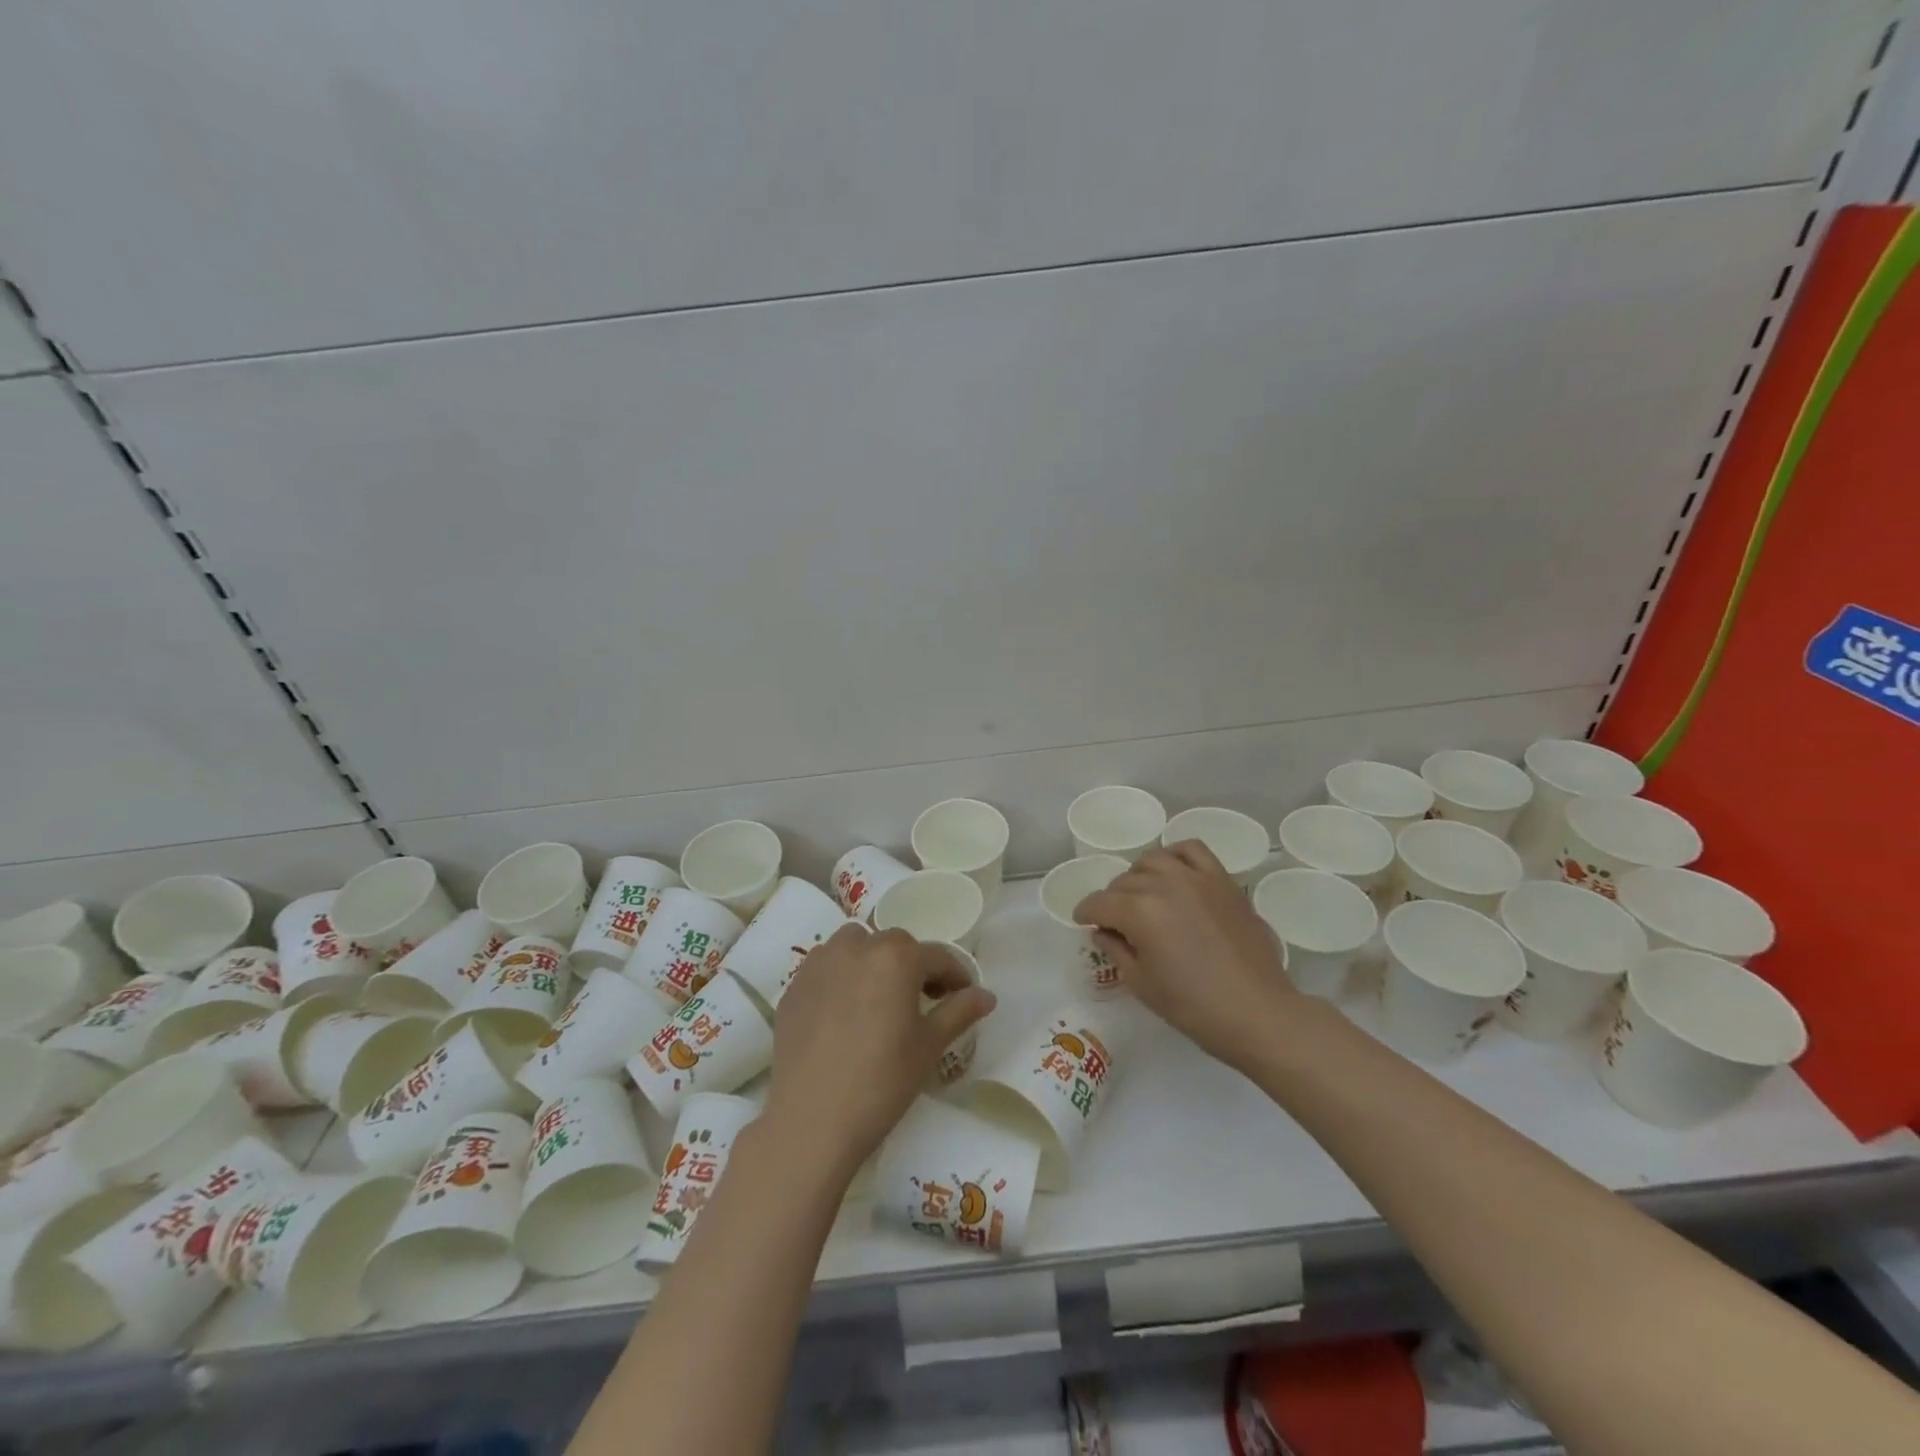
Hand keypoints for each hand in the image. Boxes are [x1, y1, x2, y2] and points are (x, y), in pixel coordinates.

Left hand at [766, 925, 995, 1175]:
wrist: (812, 1120)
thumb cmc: (882, 1081)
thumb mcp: (930, 1046)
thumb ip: (959, 1011)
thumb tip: (986, 995)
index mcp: (896, 957)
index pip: (937, 956)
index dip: (955, 976)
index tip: (963, 996)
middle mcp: (856, 947)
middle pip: (895, 945)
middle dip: (913, 966)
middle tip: (922, 1000)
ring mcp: (819, 964)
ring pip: (854, 946)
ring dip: (872, 962)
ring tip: (878, 998)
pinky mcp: (794, 987)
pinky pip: (825, 968)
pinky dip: (840, 978)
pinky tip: (844, 1013)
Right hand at [1074, 841, 1298, 1068]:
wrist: (1257, 1012)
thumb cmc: (1193, 1007)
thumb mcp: (1141, 983)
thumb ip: (1116, 949)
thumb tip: (1103, 931)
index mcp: (1140, 912)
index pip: (1099, 903)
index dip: (1085, 913)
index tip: (1083, 922)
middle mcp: (1165, 885)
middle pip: (1124, 882)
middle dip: (1112, 900)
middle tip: (1115, 922)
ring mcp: (1197, 878)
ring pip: (1153, 860)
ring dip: (1139, 876)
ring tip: (1143, 895)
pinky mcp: (1222, 880)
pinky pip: (1192, 850)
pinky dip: (1175, 855)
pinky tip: (1173, 873)